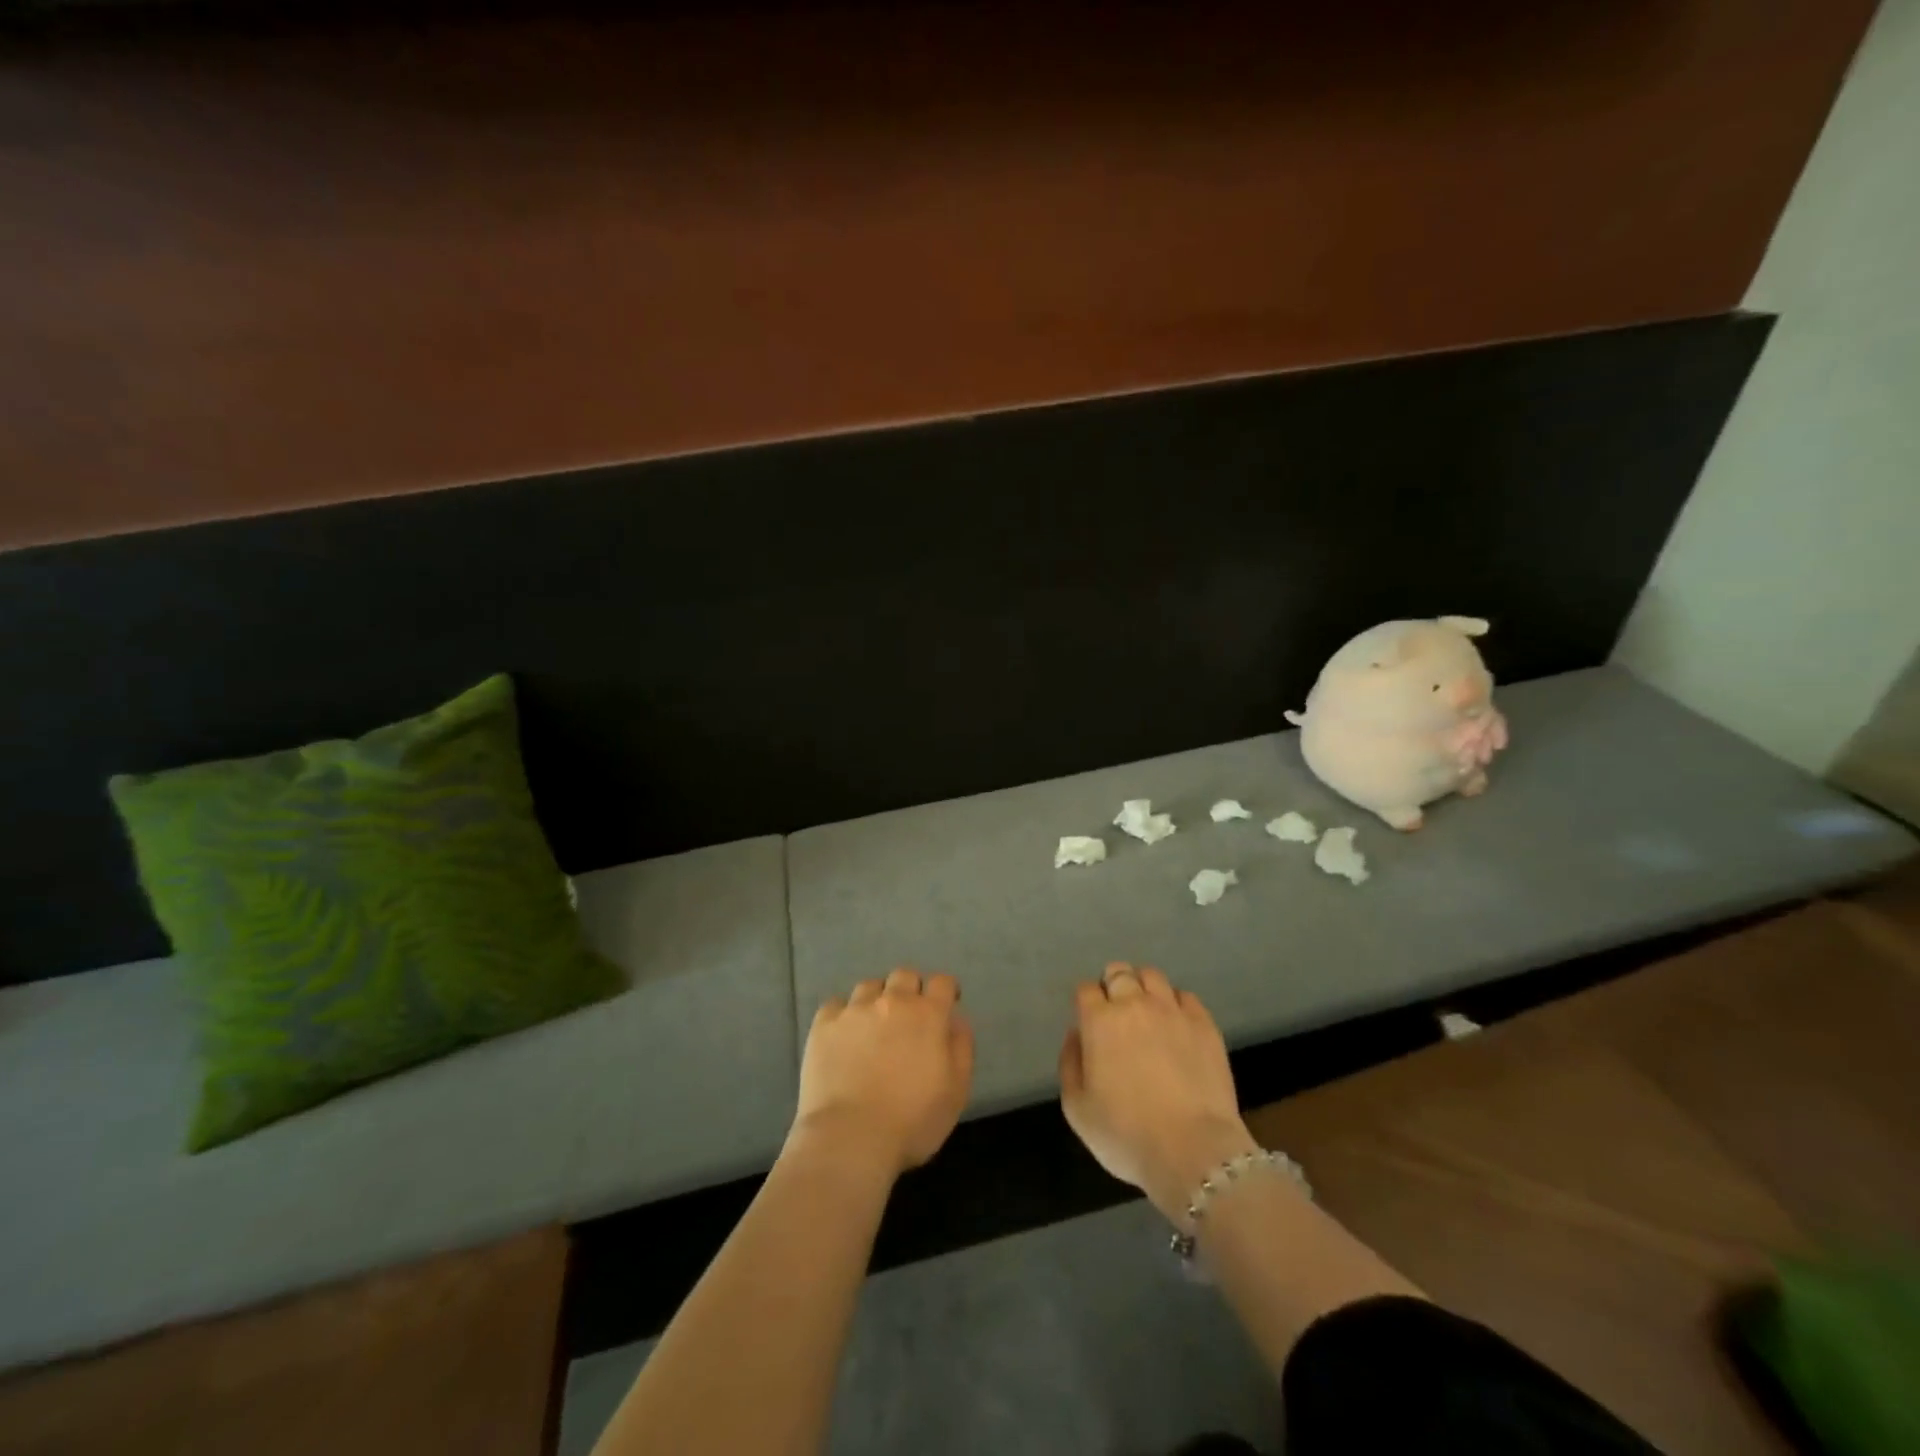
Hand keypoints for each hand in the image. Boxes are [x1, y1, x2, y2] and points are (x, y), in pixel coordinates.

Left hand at [792, 969, 973, 1176]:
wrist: (850, 1138)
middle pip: (905, 976)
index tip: (946, 1004)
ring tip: (874, 1024)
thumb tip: (956, 1020)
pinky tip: (843, 1034)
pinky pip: (835, 1005)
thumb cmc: (912, 1121)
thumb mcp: (956, 1091)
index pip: (942, 982)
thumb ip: (961, 1048)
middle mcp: (892, 1001)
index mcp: (927, 1015)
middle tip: (909, 1017)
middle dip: (911, 989)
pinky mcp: (824, 1025)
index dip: (946, 990)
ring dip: (877, 999)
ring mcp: (854, 1010)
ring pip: (869, 986)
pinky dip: (843, 1014)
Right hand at [1059, 962, 1259, 1222]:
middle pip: (1118, 972)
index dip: (1086, 1002)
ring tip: (1146, 1012)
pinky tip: (1176, 1025)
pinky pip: (1186, 996)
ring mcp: (1172, 1010)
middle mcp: (1134, 1004)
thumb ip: (1069, 1063)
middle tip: (1116, 1013)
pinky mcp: (1204, 1024)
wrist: (1192, 1150)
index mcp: (1099, 1020)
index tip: (1089, 1021)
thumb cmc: (1125, 1134)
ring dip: (1143, 988)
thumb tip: (1077, 1034)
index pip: (1086, 989)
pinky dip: (1176, 1004)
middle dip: (1113, 985)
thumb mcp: (1076, 1108)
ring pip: (1152, 976)